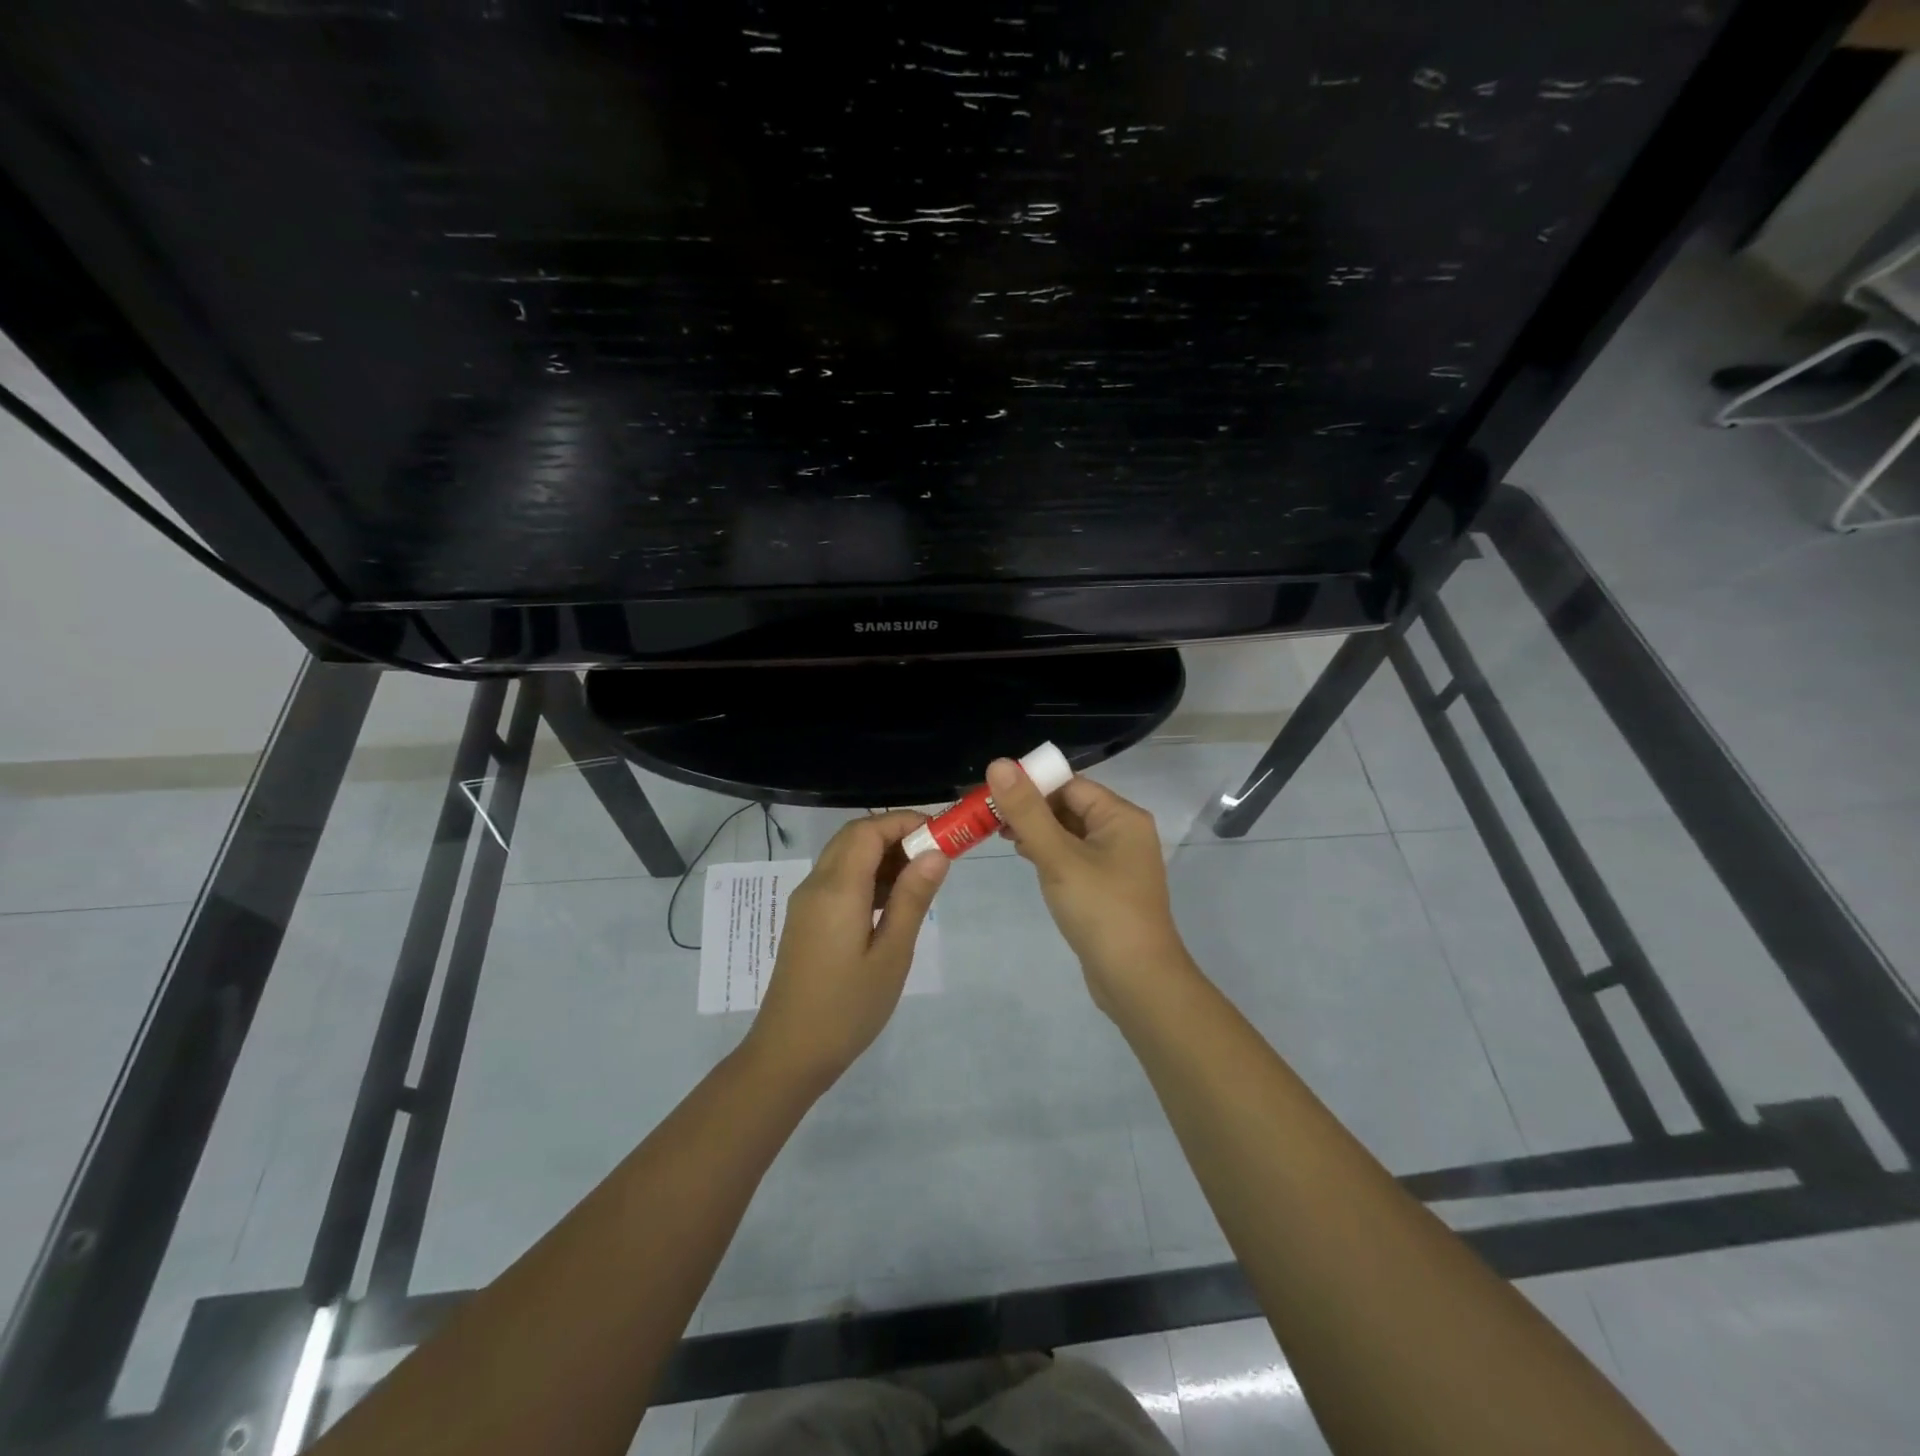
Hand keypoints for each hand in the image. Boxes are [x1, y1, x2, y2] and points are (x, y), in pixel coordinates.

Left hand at [745, 810, 948, 1092]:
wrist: (789, 1053)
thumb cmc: (848, 1008)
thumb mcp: (891, 954)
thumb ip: (912, 899)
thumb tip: (935, 853)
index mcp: (837, 889)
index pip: (869, 830)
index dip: (905, 821)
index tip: (942, 833)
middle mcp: (816, 885)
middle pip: (854, 836)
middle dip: (895, 834)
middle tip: (935, 854)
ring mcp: (807, 902)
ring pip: (845, 856)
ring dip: (882, 854)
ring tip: (921, 878)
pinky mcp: (806, 919)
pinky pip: (838, 879)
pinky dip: (867, 875)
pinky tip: (892, 901)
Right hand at [986, 759, 1195, 1014]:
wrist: (1136, 980)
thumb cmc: (1100, 910)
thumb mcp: (1058, 856)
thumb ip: (1027, 811)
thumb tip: (999, 763)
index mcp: (1121, 816)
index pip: (1070, 784)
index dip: (1032, 785)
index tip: (993, 794)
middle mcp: (1123, 832)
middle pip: (1070, 806)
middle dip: (1031, 809)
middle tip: (990, 818)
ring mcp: (1117, 862)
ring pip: (1070, 833)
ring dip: (1038, 832)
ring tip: (1002, 837)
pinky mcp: (1107, 887)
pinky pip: (1074, 857)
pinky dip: (1050, 854)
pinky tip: (1028, 860)